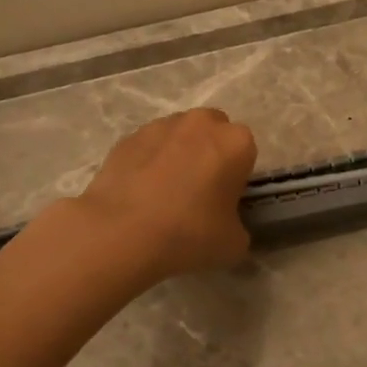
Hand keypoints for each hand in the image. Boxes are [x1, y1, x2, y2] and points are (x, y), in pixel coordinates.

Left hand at [74, 108, 258, 280]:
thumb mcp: (233, 243)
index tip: (225, 200)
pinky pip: (149, 146)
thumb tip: (226, 224)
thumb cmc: (188, 234)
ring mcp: (161, 126)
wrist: (120, 233)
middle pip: (214, 133)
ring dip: (179, 154)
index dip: (237, 176)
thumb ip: (237, 226)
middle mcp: (202, 123)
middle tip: (199, 191)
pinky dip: (149, 161)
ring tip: (164, 193)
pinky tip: (140, 192)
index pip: (246, 153)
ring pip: (180, 135)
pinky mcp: (129, 137)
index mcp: (236, 142)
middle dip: (210, 153)